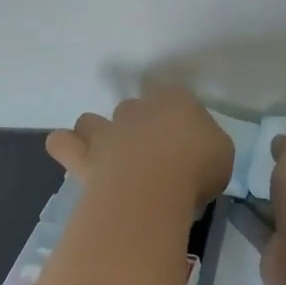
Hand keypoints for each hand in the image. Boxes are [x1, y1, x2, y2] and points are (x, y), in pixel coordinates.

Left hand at [45, 90, 233, 214]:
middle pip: (132, 109)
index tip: (188, 147)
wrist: (152, 185)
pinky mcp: (83, 156)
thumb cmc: (196, 167)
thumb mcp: (223, 157)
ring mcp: (106, 130)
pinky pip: (62, 143)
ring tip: (108, 158)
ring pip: (91, 121)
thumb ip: (208, 149)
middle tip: (151, 160)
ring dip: (96, 135)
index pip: (177, 99)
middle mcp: (137, 109)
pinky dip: (67, 147)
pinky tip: (76, 159)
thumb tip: (198, 157)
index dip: (179, 121)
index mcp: (176, 101)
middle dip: (138, 128)